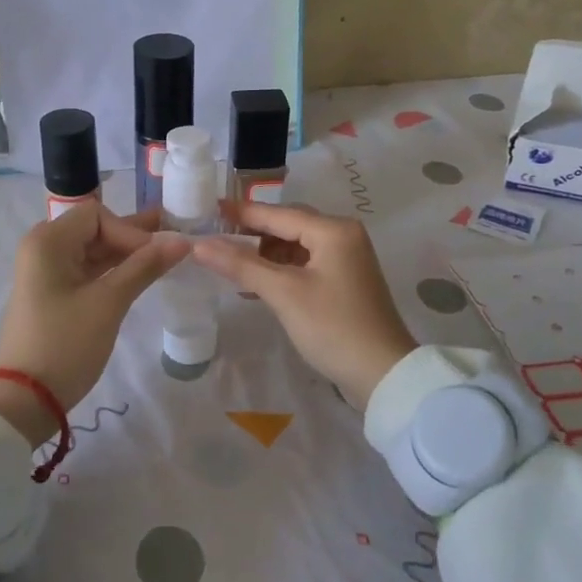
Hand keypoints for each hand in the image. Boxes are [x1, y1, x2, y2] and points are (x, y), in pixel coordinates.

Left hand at [0, 203, 189, 444]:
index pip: (98, 215)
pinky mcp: (54, 296)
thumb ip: (144, 267)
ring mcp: (47, 274)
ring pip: (94, 252)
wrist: (24, 400)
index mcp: (48, 241)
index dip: (131, 230)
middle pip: (96, 230)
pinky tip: (142, 276)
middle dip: (134, 237)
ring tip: (168, 256)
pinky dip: (114, 272)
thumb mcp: (108, 303)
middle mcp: (44, 249)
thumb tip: (182, 240)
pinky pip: (88, 272)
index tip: (158, 256)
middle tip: (176, 241)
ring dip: (127, 255)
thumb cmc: (64, 344)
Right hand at [191, 202, 416, 409]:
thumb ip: (241, 265)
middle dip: (252, 233)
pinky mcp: (345, 280)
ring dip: (264, 254)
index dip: (241, 212)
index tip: (209, 208)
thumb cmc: (333, 327)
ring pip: (295, 245)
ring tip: (230, 265)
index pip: (278, 213)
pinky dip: (280, 270)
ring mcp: (347, 258)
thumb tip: (199, 245)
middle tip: (214, 237)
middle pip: (288, 225)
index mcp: (334, 230)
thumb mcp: (283, 294)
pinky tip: (256, 284)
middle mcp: (343, 235)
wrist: (382, 373)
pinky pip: (305, 263)